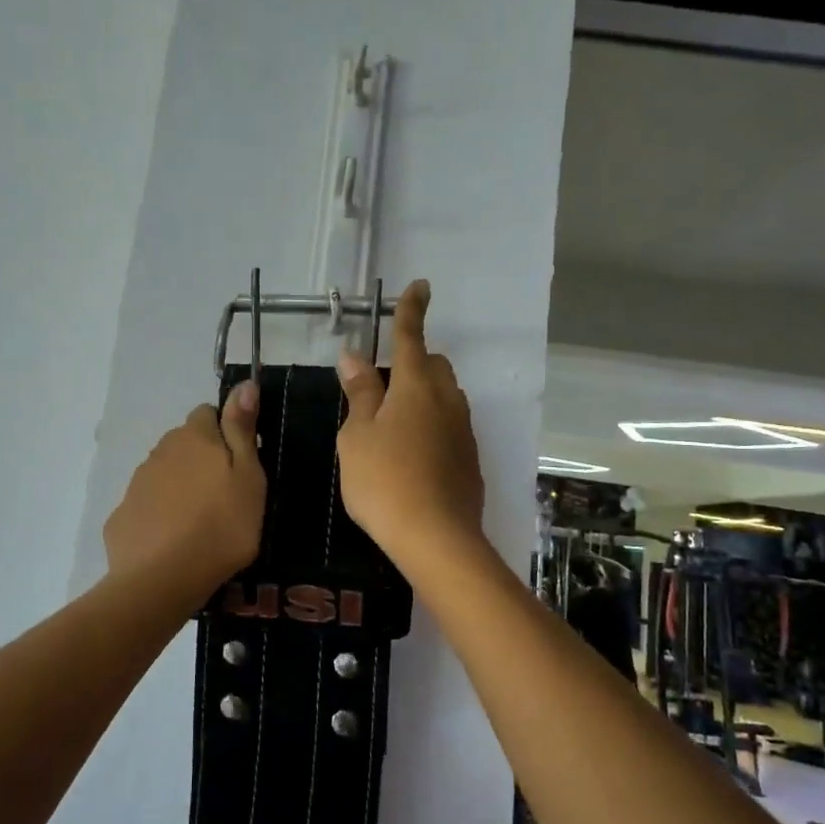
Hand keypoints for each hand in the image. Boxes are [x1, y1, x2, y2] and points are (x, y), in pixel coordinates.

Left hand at [104, 382, 265, 606]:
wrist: (162, 579)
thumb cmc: (222, 525)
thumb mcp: (249, 476)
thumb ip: (242, 428)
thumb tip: (244, 384)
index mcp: (194, 437)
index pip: (208, 413)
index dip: (226, 433)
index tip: (240, 463)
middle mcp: (161, 450)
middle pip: (184, 443)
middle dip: (202, 459)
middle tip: (224, 495)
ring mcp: (137, 483)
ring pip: (164, 473)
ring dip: (180, 486)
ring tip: (199, 522)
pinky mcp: (122, 515)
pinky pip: (147, 505)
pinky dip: (160, 514)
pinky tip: (172, 541)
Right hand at [336, 281, 485, 569]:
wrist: (436, 537)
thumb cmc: (384, 481)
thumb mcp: (358, 436)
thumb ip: (360, 393)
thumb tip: (354, 356)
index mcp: (416, 386)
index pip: (412, 336)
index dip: (411, 310)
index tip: (420, 286)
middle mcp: (447, 400)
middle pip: (434, 365)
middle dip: (414, 363)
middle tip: (382, 387)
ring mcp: (463, 430)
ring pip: (445, 397)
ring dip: (423, 396)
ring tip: (393, 426)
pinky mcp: (470, 458)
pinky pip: (450, 426)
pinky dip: (432, 425)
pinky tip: (412, 456)